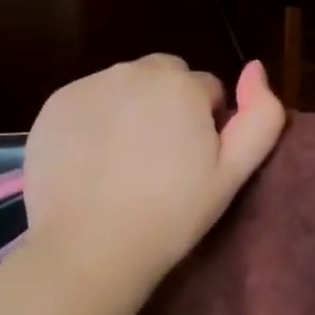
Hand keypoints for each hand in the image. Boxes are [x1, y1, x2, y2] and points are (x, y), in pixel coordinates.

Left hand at [24, 56, 285, 288]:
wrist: (91, 246)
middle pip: (163, 78)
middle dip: (168, 106)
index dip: (206, 124)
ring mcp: (87, 85)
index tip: (194, 162)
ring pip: (123, 87)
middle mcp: (132, 70)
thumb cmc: (171, 215)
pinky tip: (92, 164)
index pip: (207, 89)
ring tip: (124, 165)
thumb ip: (261, 116)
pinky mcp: (53, 106)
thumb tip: (256, 68)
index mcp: (181, 84)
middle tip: (160, 161)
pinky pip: (86, 102)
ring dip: (130, 111)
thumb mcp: (232, 173)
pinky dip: (93, 122)